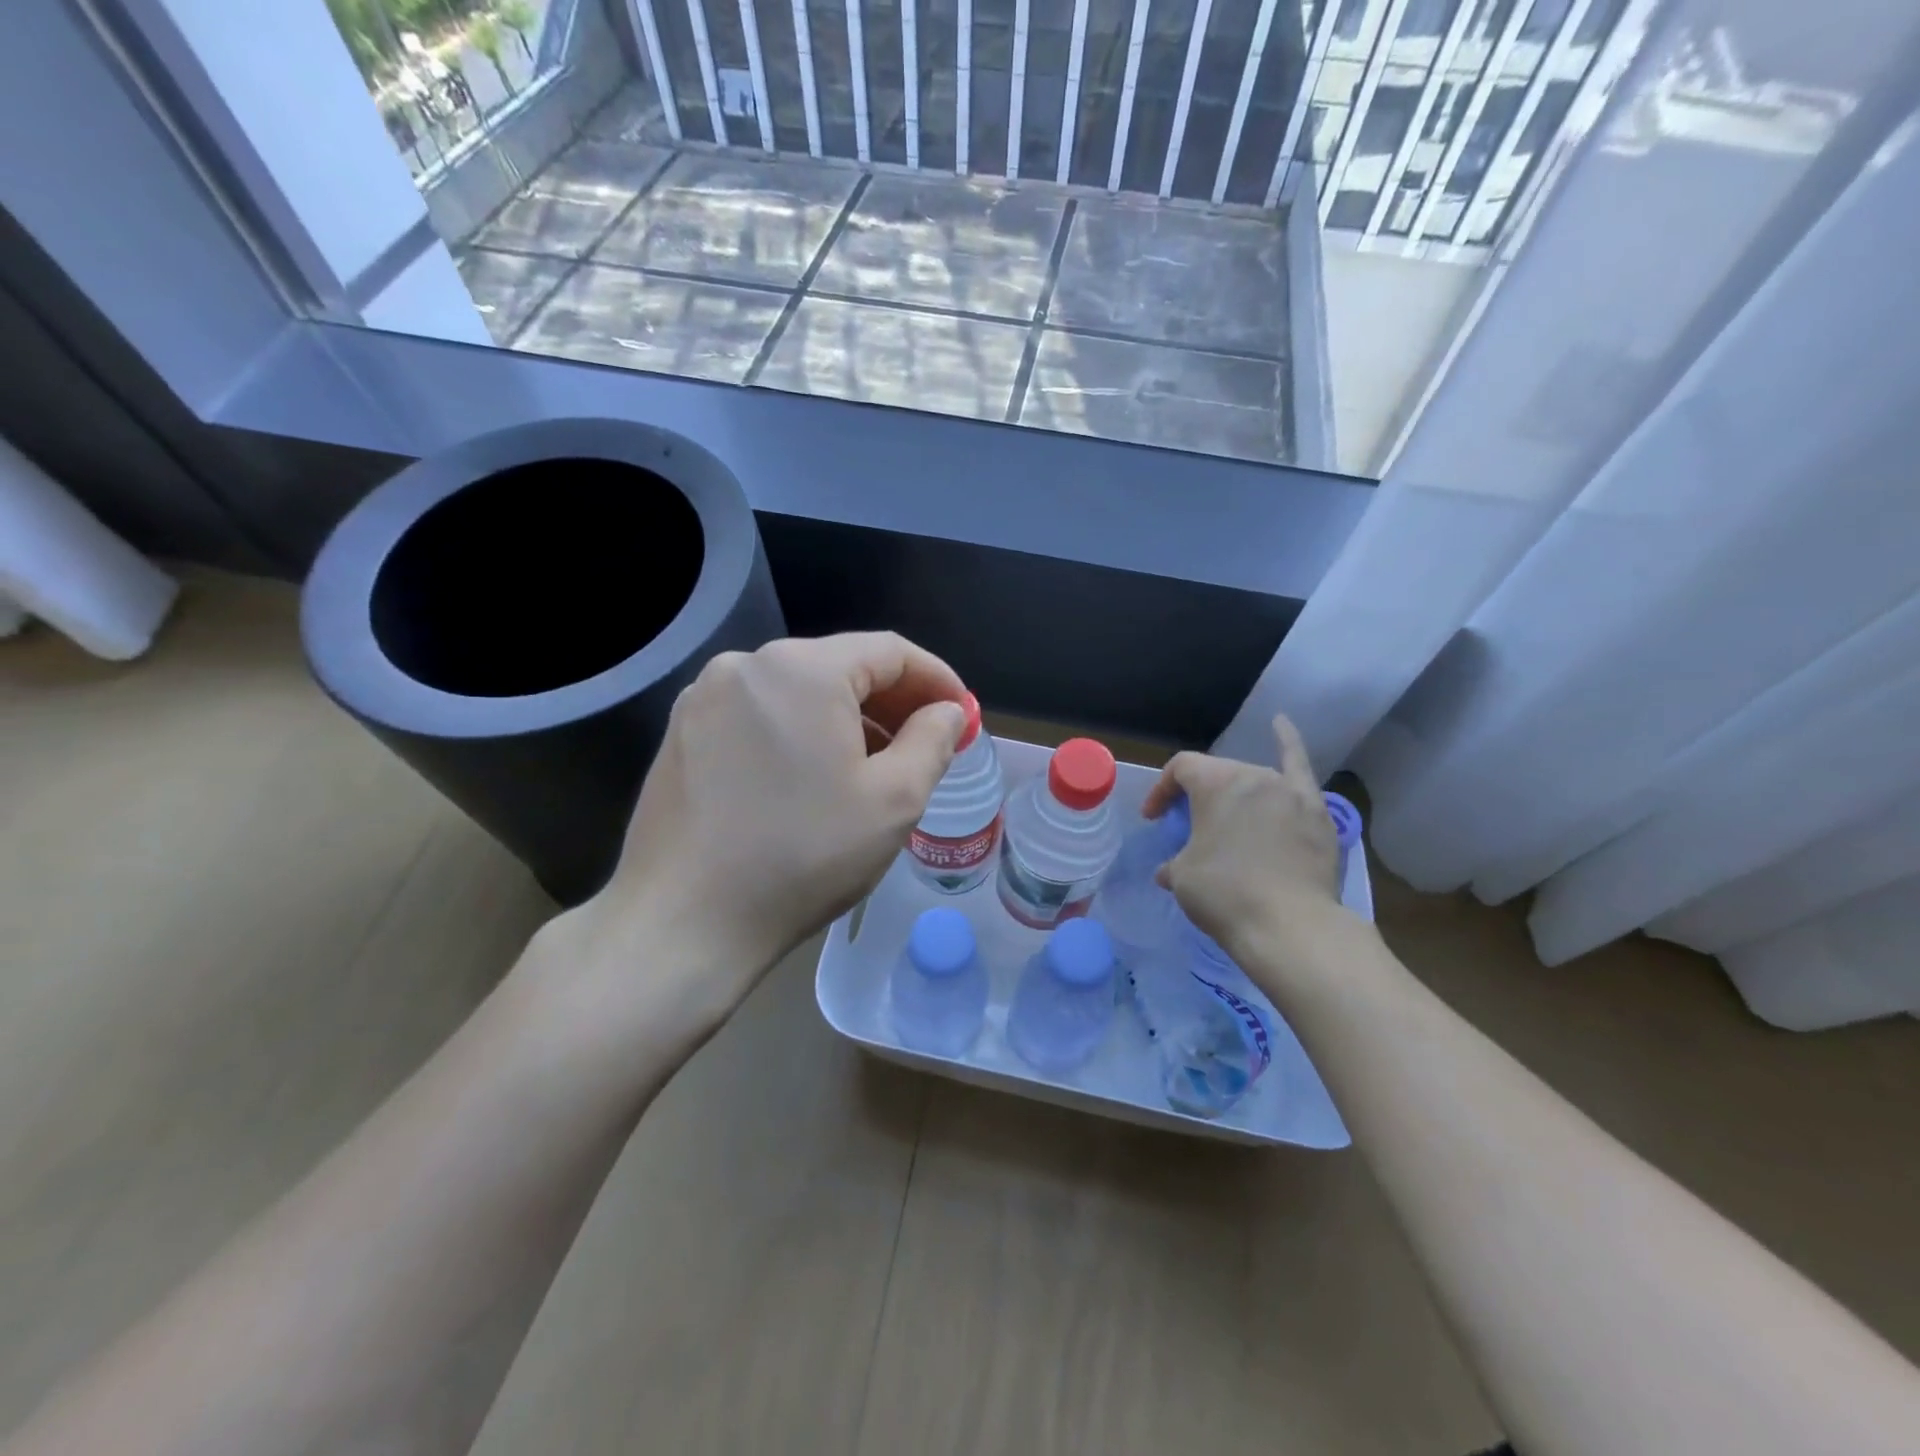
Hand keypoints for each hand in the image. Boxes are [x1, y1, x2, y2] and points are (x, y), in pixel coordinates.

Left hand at [577, 633, 967, 1012]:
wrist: (683, 922)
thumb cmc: (802, 856)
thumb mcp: (893, 801)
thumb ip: (932, 741)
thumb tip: (947, 712)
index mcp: (801, 669)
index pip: (889, 651)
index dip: (936, 679)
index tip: (963, 715)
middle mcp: (745, 665)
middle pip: (841, 666)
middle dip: (894, 702)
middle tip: (928, 744)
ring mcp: (705, 698)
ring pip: (799, 692)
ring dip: (848, 720)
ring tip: (877, 767)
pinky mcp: (683, 733)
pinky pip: (761, 715)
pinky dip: (801, 733)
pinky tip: (815, 778)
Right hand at [1141, 714, 1350, 982]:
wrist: (1289, 925)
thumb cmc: (1224, 894)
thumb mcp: (1182, 877)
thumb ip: (1174, 863)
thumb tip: (1170, 870)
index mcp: (1215, 783)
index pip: (1180, 769)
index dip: (1161, 791)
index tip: (1153, 820)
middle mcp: (1253, 775)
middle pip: (1218, 773)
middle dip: (1198, 795)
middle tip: (1188, 827)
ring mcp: (1290, 792)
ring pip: (1255, 780)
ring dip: (1237, 794)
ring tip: (1229, 814)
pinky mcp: (1317, 813)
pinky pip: (1300, 768)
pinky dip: (1289, 744)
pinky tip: (1281, 724)